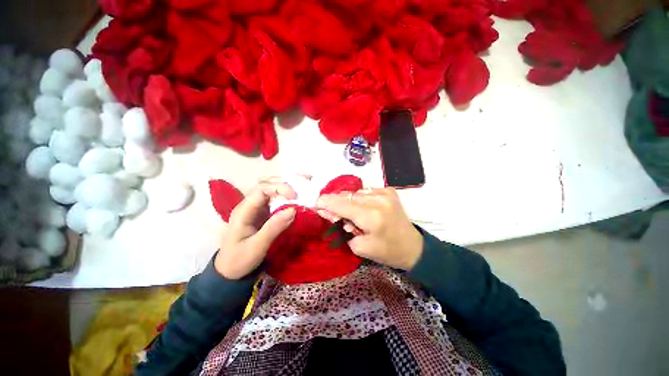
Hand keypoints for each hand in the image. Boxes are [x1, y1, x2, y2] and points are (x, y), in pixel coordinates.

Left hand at [215, 179, 296, 279]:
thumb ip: (274, 227)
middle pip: (267, 185)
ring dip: (287, 188)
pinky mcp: (263, 213)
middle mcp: (249, 205)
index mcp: (244, 210)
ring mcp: (256, 208)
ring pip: (272, 190)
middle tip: (302, 188)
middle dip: (285, 184)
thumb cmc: (239, 260)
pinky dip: (287, 198)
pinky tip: (297, 199)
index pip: (262, 189)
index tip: (295, 197)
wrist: (229, 271)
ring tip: (302, 189)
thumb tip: (293, 210)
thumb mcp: (257, 247)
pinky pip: (275, 200)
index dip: (280, 188)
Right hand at [317, 188, 422, 270]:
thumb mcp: (360, 247)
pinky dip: (360, 199)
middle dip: (337, 203)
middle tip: (332, 213)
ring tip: (350, 214)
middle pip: (348, 196)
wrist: (413, 247)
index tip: (317, 202)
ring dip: (348, 201)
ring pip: (356, 193)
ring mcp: (385, 193)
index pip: (342, 205)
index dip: (327, 202)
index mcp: (372, 217)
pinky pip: (366, 192)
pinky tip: (362, 208)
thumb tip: (329, 212)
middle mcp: (379, 200)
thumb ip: (342, 228)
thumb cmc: (387, 252)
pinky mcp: (389, 191)